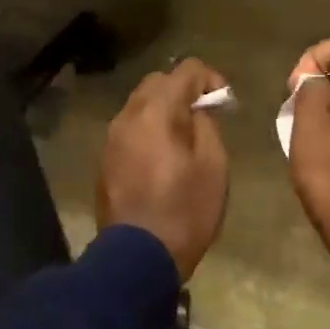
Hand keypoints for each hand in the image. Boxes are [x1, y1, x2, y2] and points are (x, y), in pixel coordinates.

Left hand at [96, 58, 230, 279]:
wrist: (137, 258)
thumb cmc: (184, 211)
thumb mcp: (213, 166)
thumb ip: (207, 125)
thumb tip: (199, 109)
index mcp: (156, 112)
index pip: (185, 70)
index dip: (210, 78)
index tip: (225, 101)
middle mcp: (128, 116)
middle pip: (157, 82)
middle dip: (183, 90)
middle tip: (206, 115)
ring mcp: (112, 138)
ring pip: (140, 105)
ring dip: (164, 110)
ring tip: (185, 137)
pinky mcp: (105, 160)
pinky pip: (130, 130)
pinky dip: (149, 130)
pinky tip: (163, 156)